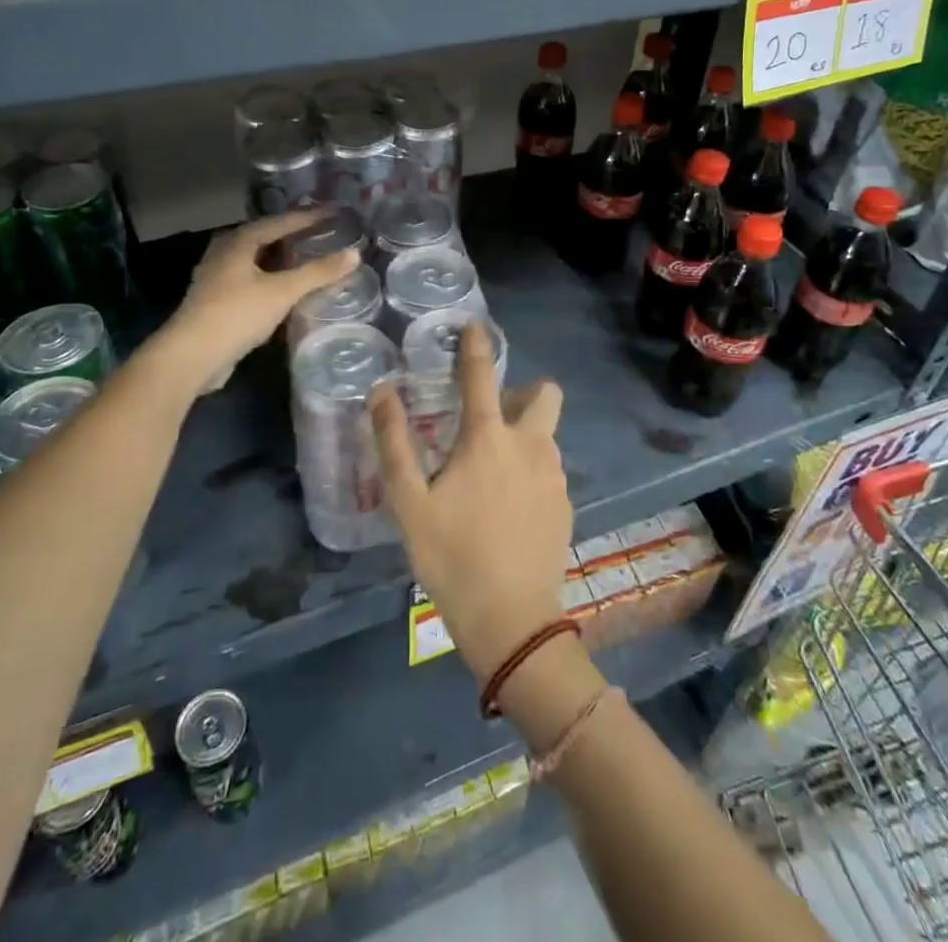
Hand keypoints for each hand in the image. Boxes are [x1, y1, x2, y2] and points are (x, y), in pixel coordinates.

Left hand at [154, 209, 358, 392]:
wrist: (191, 356)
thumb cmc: (237, 314)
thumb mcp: (283, 291)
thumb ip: (319, 272)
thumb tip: (355, 253)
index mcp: (238, 241)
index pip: (281, 221)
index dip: (310, 216)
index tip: (336, 212)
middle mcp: (224, 252)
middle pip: (265, 236)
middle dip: (293, 234)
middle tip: (323, 232)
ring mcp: (217, 277)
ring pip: (257, 259)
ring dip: (282, 258)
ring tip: (309, 257)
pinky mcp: (216, 301)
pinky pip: (251, 279)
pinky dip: (272, 278)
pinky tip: (286, 289)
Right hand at [372, 325, 569, 683]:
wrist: (512, 620)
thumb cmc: (452, 557)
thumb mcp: (409, 504)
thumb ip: (394, 443)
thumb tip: (382, 392)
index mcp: (488, 439)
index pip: (482, 375)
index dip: (476, 346)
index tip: (474, 326)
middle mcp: (530, 446)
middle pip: (545, 394)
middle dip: (523, 392)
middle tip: (491, 417)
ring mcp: (554, 475)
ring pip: (547, 434)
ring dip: (525, 434)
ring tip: (493, 469)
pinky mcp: (566, 503)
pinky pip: (550, 468)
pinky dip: (532, 469)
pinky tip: (510, 505)